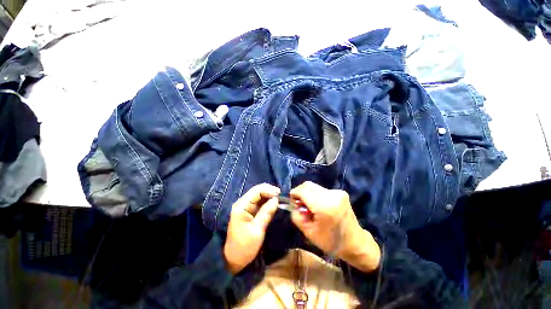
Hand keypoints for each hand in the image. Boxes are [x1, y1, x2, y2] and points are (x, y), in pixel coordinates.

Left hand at [224, 184, 279, 273]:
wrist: (233, 259)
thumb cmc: (244, 247)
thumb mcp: (257, 230)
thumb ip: (266, 213)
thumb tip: (276, 199)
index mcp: (241, 206)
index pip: (256, 191)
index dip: (269, 190)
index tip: (280, 195)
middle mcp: (242, 203)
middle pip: (257, 190)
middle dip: (270, 192)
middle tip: (281, 197)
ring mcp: (245, 206)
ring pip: (259, 195)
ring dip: (269, 196)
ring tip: (280, 200)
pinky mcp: (248, 210)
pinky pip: (259, 201)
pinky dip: (267, 201)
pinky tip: (274, 204)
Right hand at [290, 181, 380, 272]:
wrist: (355, 242)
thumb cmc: (331, 241)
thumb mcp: (308, 232)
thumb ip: (296, 216)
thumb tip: (293, 205)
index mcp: (324, 206)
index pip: (303, 191)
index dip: (294, 193)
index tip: (291, 200)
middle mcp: (331, 195)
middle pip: (308, 185)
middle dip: (300, 192)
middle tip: (298, 203)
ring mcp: (337, 192)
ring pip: (314, 187)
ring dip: (308, 193)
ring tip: (308, 206)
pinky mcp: (340, 192)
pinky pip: (322, 190)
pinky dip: (315, 195)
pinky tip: (318, 205)